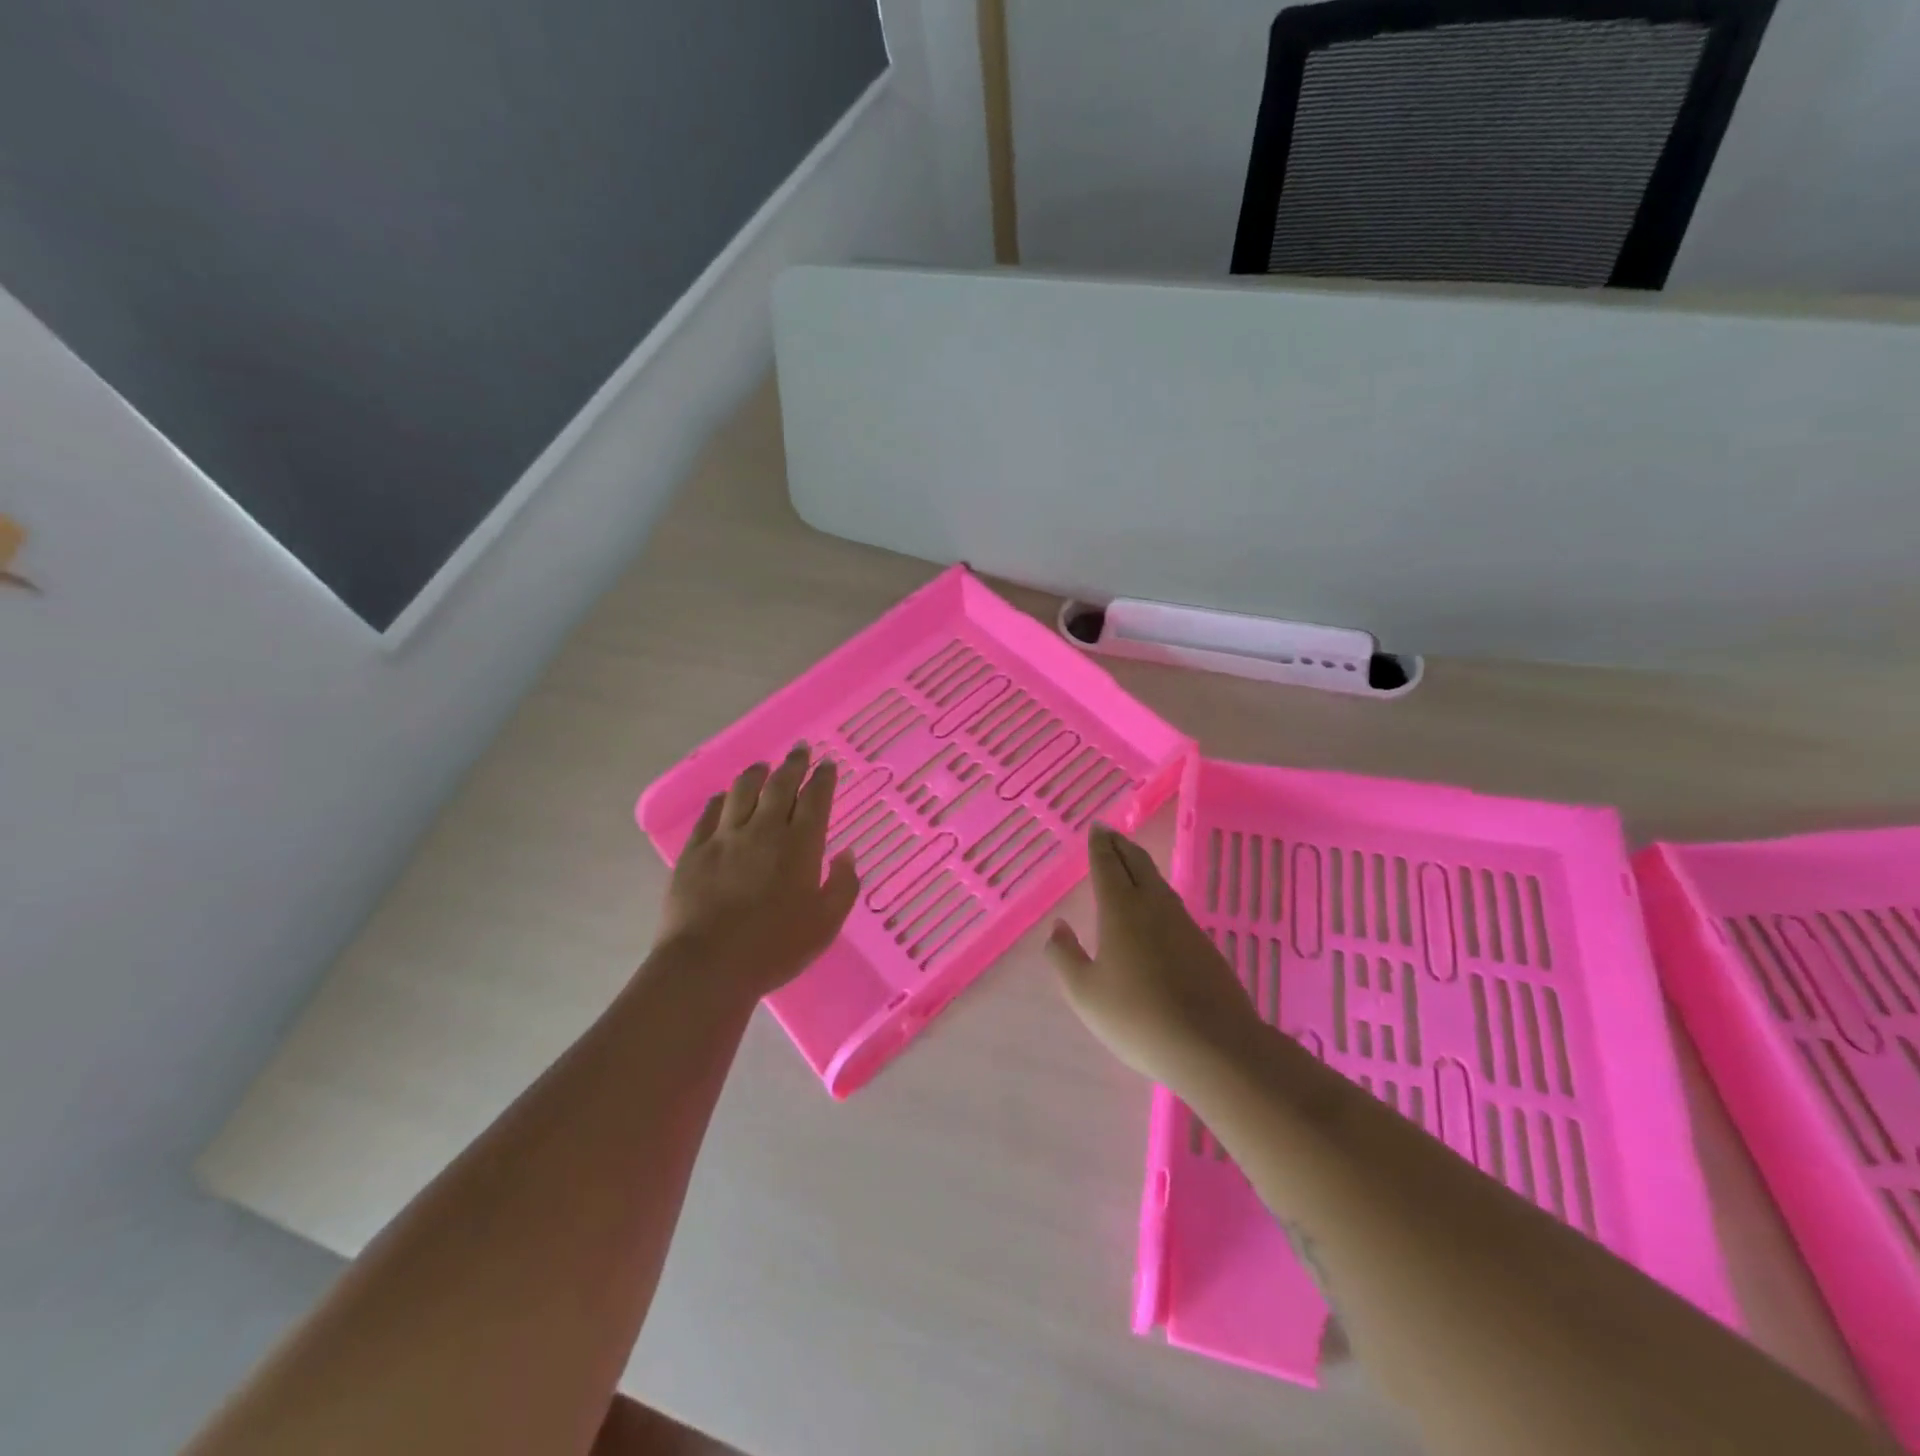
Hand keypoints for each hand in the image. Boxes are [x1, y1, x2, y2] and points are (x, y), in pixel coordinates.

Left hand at [657, 745, 859, 998]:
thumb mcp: (826, 924)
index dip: (823, 778)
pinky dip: (722, 799)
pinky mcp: (694, 851)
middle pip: (780, 785)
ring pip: (742, 791)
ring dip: (757, 773)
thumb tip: (845, 854)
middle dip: (793, 764)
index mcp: (800, 845)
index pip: (815, 798)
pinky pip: (709, 813)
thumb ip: (843, 885)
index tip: (827, 764)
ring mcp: (725, 838)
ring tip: (764, 766)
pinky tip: (725, 797)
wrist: (708, 966)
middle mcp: (763, 830)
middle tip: (801, 750)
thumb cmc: (775, 947)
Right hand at [1046, 824, 1260, 1090]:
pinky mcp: (1203, 945)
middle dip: (1121, 845)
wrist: (1213, 1046)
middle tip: (1110, 834)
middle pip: (1137, 863)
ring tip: (1130, 863)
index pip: (1107, 865)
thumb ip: (1064, 956)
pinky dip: (1157, 892)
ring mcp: (1184, 924)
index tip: (1096, 828)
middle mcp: (1153, 906)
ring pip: (1159, 882)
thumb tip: (1058, 927)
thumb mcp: (1084, 993)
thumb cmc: (1137, 1018)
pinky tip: (1157, 909)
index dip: (1099, 845)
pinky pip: (1173, 905)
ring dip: (1141, 866)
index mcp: (1120, 909)